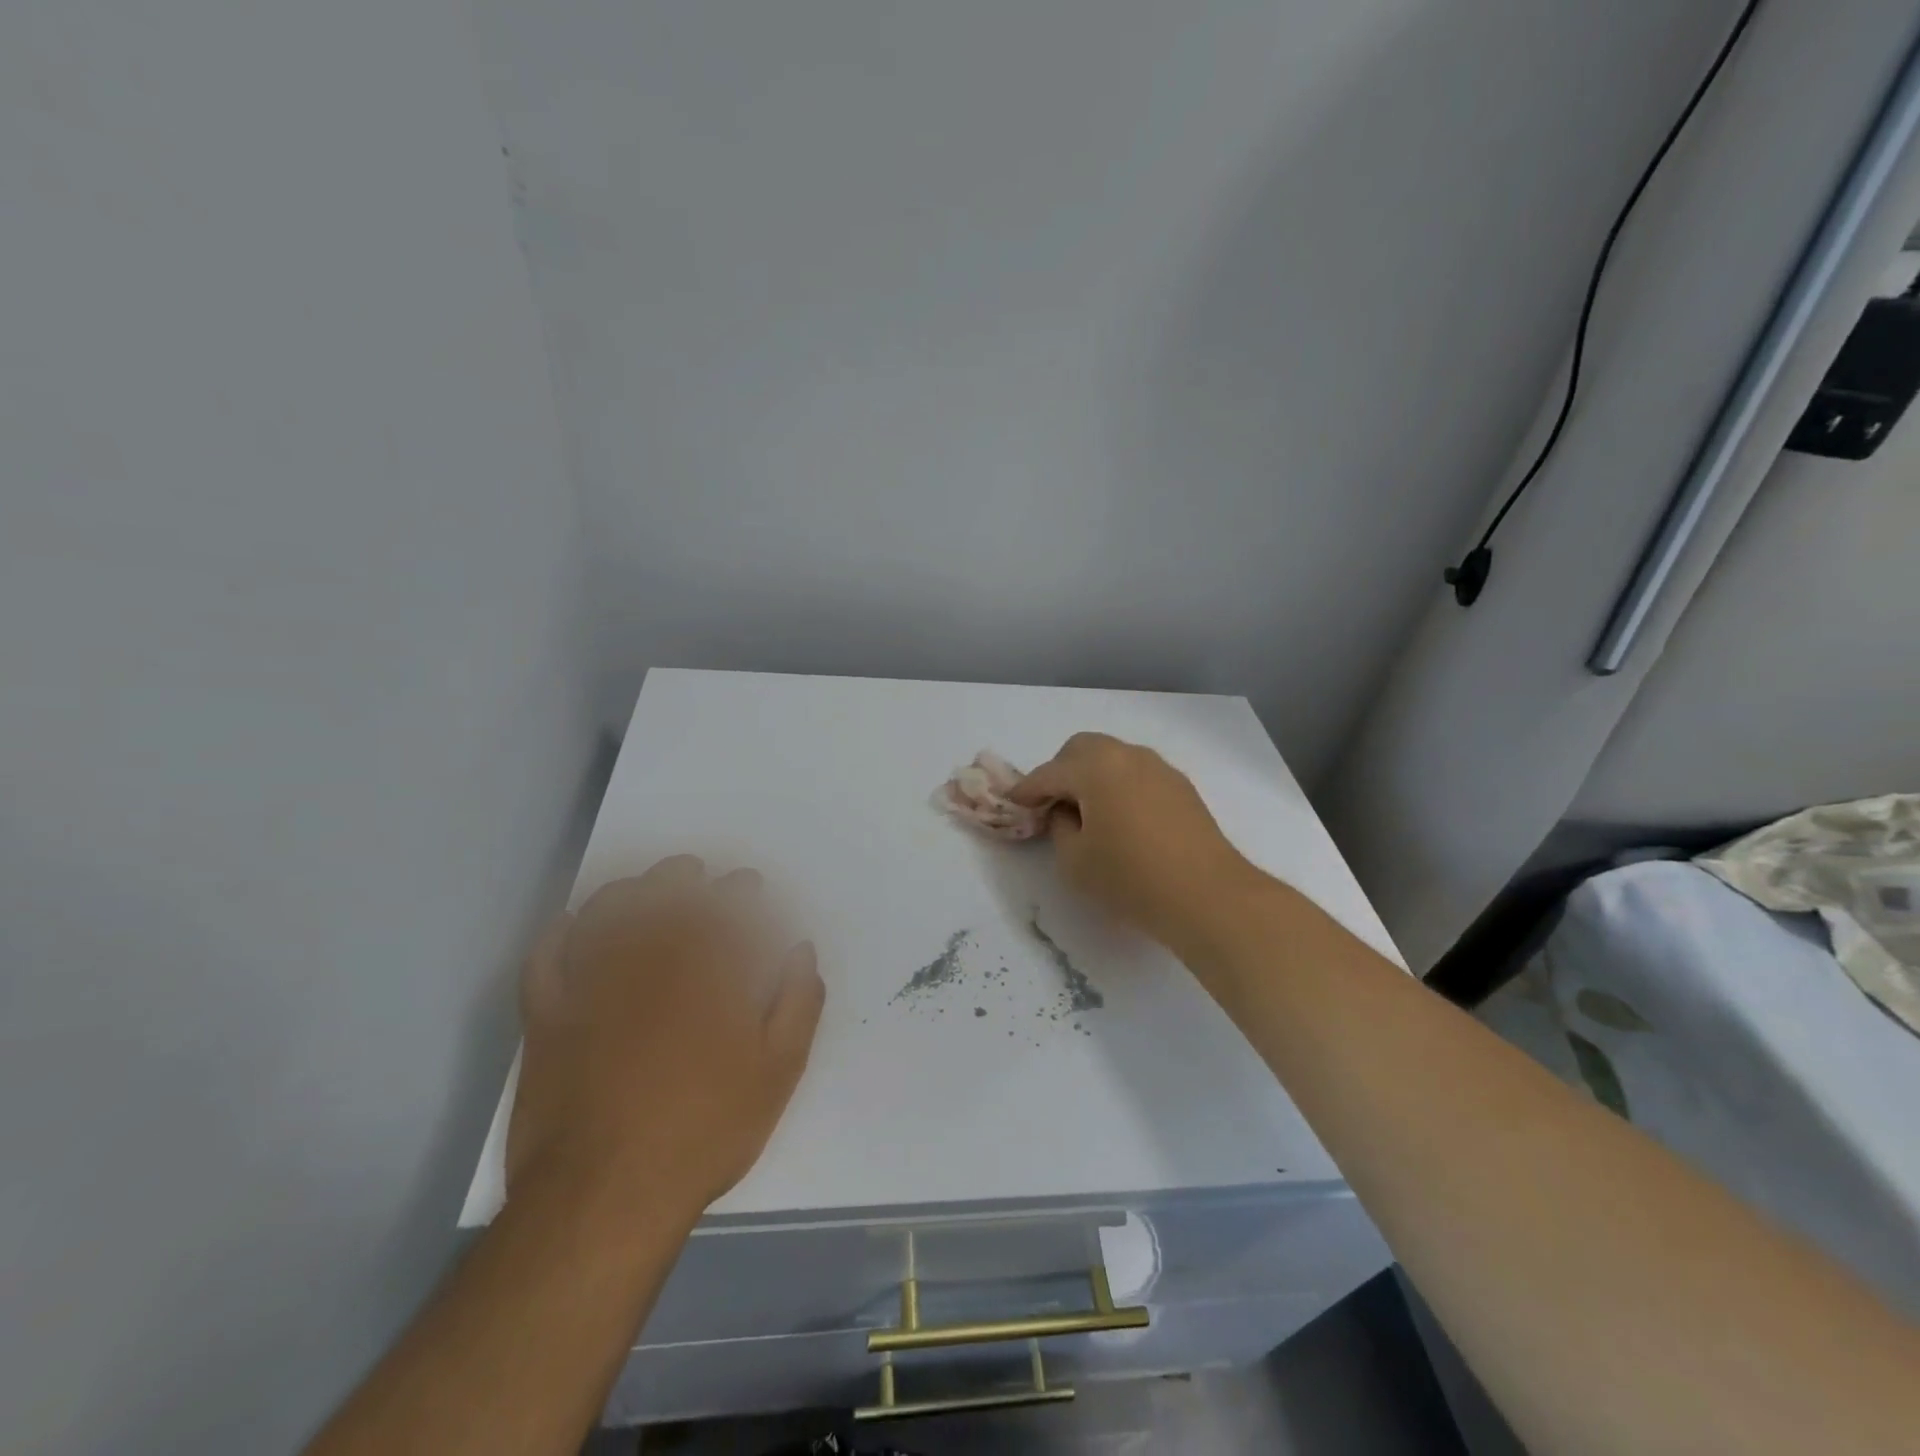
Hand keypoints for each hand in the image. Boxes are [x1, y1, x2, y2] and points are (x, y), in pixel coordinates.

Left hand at [507, 857, 824, 1231]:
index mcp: (707, 970)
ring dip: (627, 890)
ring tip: (642, 887)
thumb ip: (797, 1003)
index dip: (740, 889)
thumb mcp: (777, 1072)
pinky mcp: (547, 1016)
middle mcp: (649, 960)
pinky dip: (559, 933)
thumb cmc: (704, 1129)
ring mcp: (591, 985)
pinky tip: (573, 925)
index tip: (748, 885)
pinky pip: (546, 957)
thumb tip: (800, 951)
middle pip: (664, 895)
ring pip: (607, 912)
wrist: (605, 1195)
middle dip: (683, 875)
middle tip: (694, 872)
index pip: (727, 907)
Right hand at [1012, 733, 1256, 950]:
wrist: (1208, 895)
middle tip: (1051, 806)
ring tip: (1087, 814)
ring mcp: (1159, 768)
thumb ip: (1060, 828)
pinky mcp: (1181, 787)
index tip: (1012, 804)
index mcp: (1095, 767)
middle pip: (1082, 749)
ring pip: (1113, 758)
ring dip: (1092, 777)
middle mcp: (1127, 755)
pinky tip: (1121, 820)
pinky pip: (1137, 774)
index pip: (1048, 773)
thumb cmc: (1131, 877)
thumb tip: (1067, 814)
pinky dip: (1119, 786)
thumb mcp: (1075, 861)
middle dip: (1060, 772)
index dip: (1026, 791)